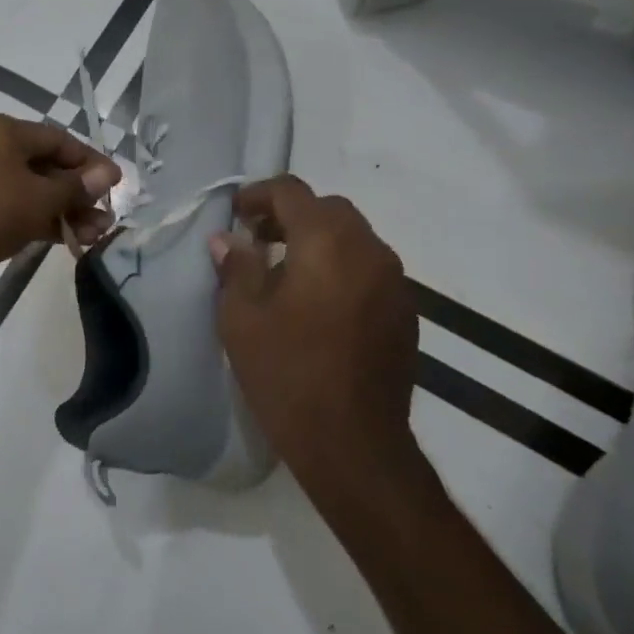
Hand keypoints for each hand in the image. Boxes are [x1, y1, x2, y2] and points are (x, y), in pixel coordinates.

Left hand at [0, 114, 119, 306]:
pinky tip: (72, 239)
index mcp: (0, 131)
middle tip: (107, 215)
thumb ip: (78, 186)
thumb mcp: (43, 198)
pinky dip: (42, 219)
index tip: (116, 183)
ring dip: (65, 210)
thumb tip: (108, 173)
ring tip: (97, 234)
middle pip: (45, 166)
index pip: (57, 139)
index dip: (90, 161)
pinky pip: (15, 207)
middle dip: (79, 193)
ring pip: (31, 190)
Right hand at [211, 176, 427, 527]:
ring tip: (284, 270)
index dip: (258, 194)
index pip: (292, 192)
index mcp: (327, 243)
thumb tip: (227, 239)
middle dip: (290, 215)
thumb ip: (236, 268)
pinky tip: (316, 302)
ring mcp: (394, 282)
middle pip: (329, 210)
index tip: (235, 214)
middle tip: (256, 239)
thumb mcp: (242, 318)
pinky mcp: (405, 311)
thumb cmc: (286, 373)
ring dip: (317, 240)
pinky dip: (340, 266)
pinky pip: (369, 268)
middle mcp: (369, 250)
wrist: (352, 441)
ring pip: (354, 237)